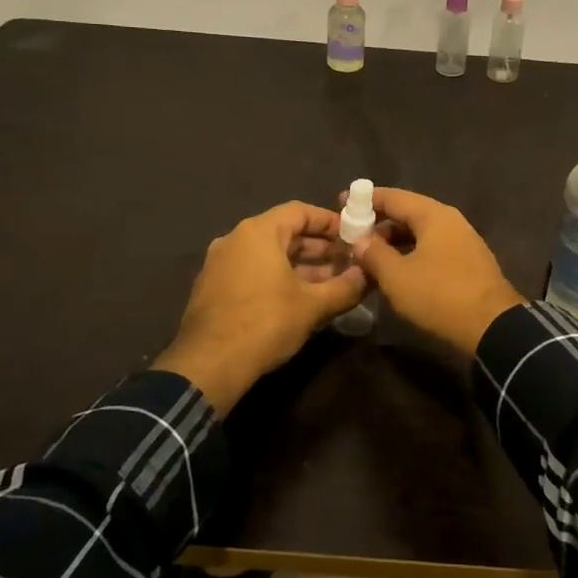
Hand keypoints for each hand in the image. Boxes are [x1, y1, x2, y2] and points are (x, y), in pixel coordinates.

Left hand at [155, 201, 368, 413]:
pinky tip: (299, 300)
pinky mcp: (213, 288)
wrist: (208, 365)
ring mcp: (220, 264)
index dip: (329, 222)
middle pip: (284, 233)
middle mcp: (235, 240)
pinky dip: (278, 278)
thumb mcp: (313, 305)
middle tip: (347, 262)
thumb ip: (345, 286)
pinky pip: (252, 272)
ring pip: (269, 255)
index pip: (300, 211)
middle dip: (318, 248)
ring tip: (330, 284)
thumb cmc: (265, 323)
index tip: (352, 236)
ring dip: (301, 266)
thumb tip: (369, 275)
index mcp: (258, 232)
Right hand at [349, 188, 523, 355]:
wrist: (492, 326)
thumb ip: (373, 253)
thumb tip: (359, 240)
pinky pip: (433, 249)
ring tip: (369, 256)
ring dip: (395, 242)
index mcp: (433, 215)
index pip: (393, 197)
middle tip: (352, 236)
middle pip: (408, 213)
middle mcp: (451, 221)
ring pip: (421, 233)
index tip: (341, 203)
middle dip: (379, 223)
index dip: (365, 200)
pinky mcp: (468, 262)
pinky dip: (412, 253)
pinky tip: (397, 271)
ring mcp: (463, 241)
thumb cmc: (439, 295)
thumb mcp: (397, 276)